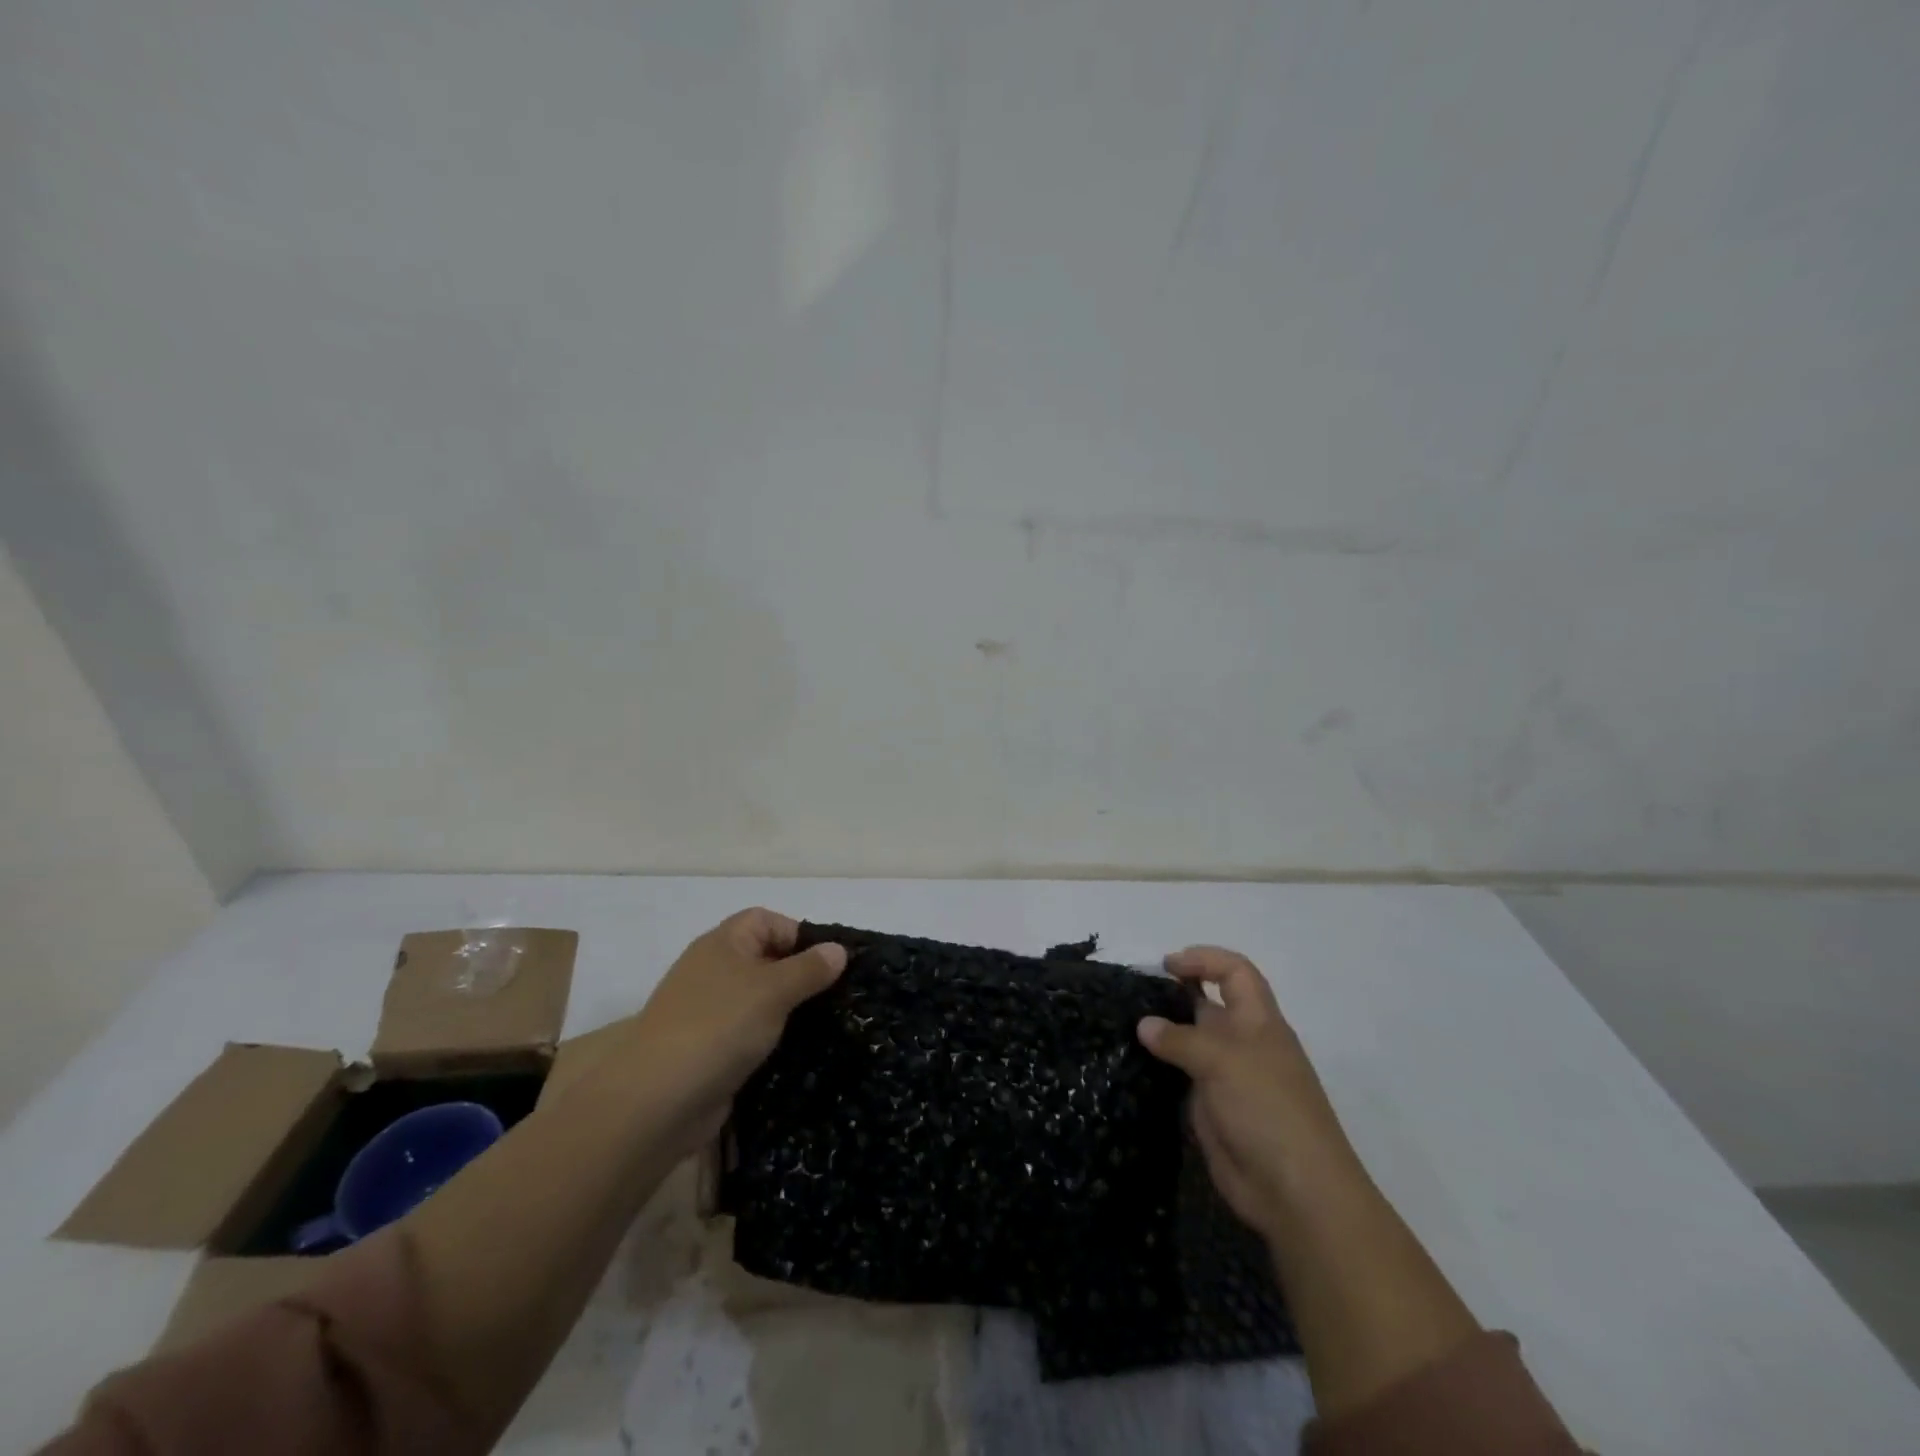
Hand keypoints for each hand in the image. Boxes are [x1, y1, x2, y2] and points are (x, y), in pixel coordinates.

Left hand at [623, 908, 845, 1150]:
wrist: (657, 1100)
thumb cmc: (719, 1026)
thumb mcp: (774, 990)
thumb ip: (809, 969)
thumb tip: (838, 949)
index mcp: (723, 943)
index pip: (766, 920)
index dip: (797, 934)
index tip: (828, 963)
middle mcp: (713, 971)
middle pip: (765, 959)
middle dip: (799, 975)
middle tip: (835, 996)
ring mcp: (708, 1012)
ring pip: (759, 1000)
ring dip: (788, 1011)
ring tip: (825, 1026)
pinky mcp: (709, 1050)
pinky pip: (749, 1034)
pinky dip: (771, 1040)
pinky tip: (797, 1054)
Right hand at [1137, 946, 1358, 1241]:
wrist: (1294, 1191)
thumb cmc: (1268, 1109)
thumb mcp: (1223, 1061)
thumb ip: (1180, 1039)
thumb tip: (1144, 1024)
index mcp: (1258, 1022)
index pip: (1235, 972)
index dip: (1205, 960)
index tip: (1167, 965)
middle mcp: (1242, 1044)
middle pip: (1209, 1004)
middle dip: (1176, 993)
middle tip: (1133, 994)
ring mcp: (1226, 1078)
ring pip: (1190, 1042)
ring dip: (1163, 1032)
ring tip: (1122, 1024)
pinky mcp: (1211, 1109)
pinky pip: (1181, 1077)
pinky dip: (1159, 1067)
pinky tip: (1131, 1063)